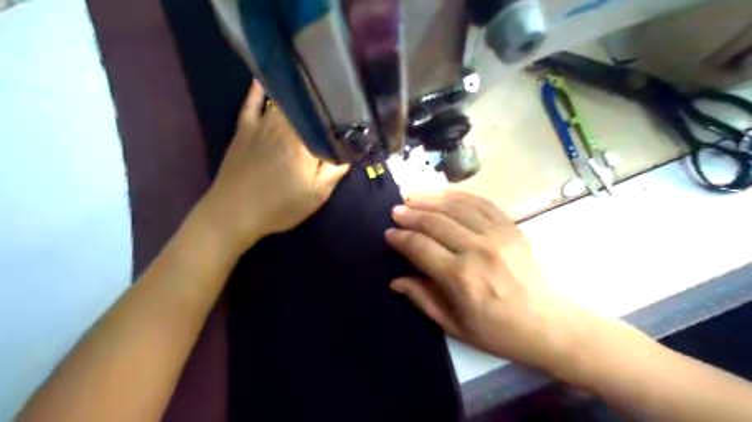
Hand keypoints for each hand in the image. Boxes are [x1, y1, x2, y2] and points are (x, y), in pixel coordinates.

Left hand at [191, 81, 347, 253]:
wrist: (233, 213)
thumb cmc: (279, 207)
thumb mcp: (316, 195)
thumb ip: (335, 171)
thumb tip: (350, 150)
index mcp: (304, 142)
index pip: (326, 121)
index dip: (340, 117)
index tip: (351, 116)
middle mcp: (284, 126)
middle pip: (306, 107)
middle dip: (321, 103)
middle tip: (334, 101)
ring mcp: (261, 124)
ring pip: (283, 102)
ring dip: (298, 95)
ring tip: (311, 88)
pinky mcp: (244, 128)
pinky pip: (251, 103)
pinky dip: (258, 90)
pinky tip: (264, 79)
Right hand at [387, 194, 593, 371]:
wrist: (548, 324)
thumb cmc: (498, 331)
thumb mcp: (455, 325)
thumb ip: (422, 299)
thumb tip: (395, 280)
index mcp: (460, 278)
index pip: (420, 247)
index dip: (401, 238)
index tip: (389, 234)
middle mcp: (477, 250)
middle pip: (435, 222)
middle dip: (411, 215)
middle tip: (396, 211)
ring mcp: (497, 235)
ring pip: (455, 206)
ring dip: (430, 199)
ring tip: (413, 197)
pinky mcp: (511, 227)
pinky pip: (480, 203)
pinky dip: (458, 196)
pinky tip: (443, 195)